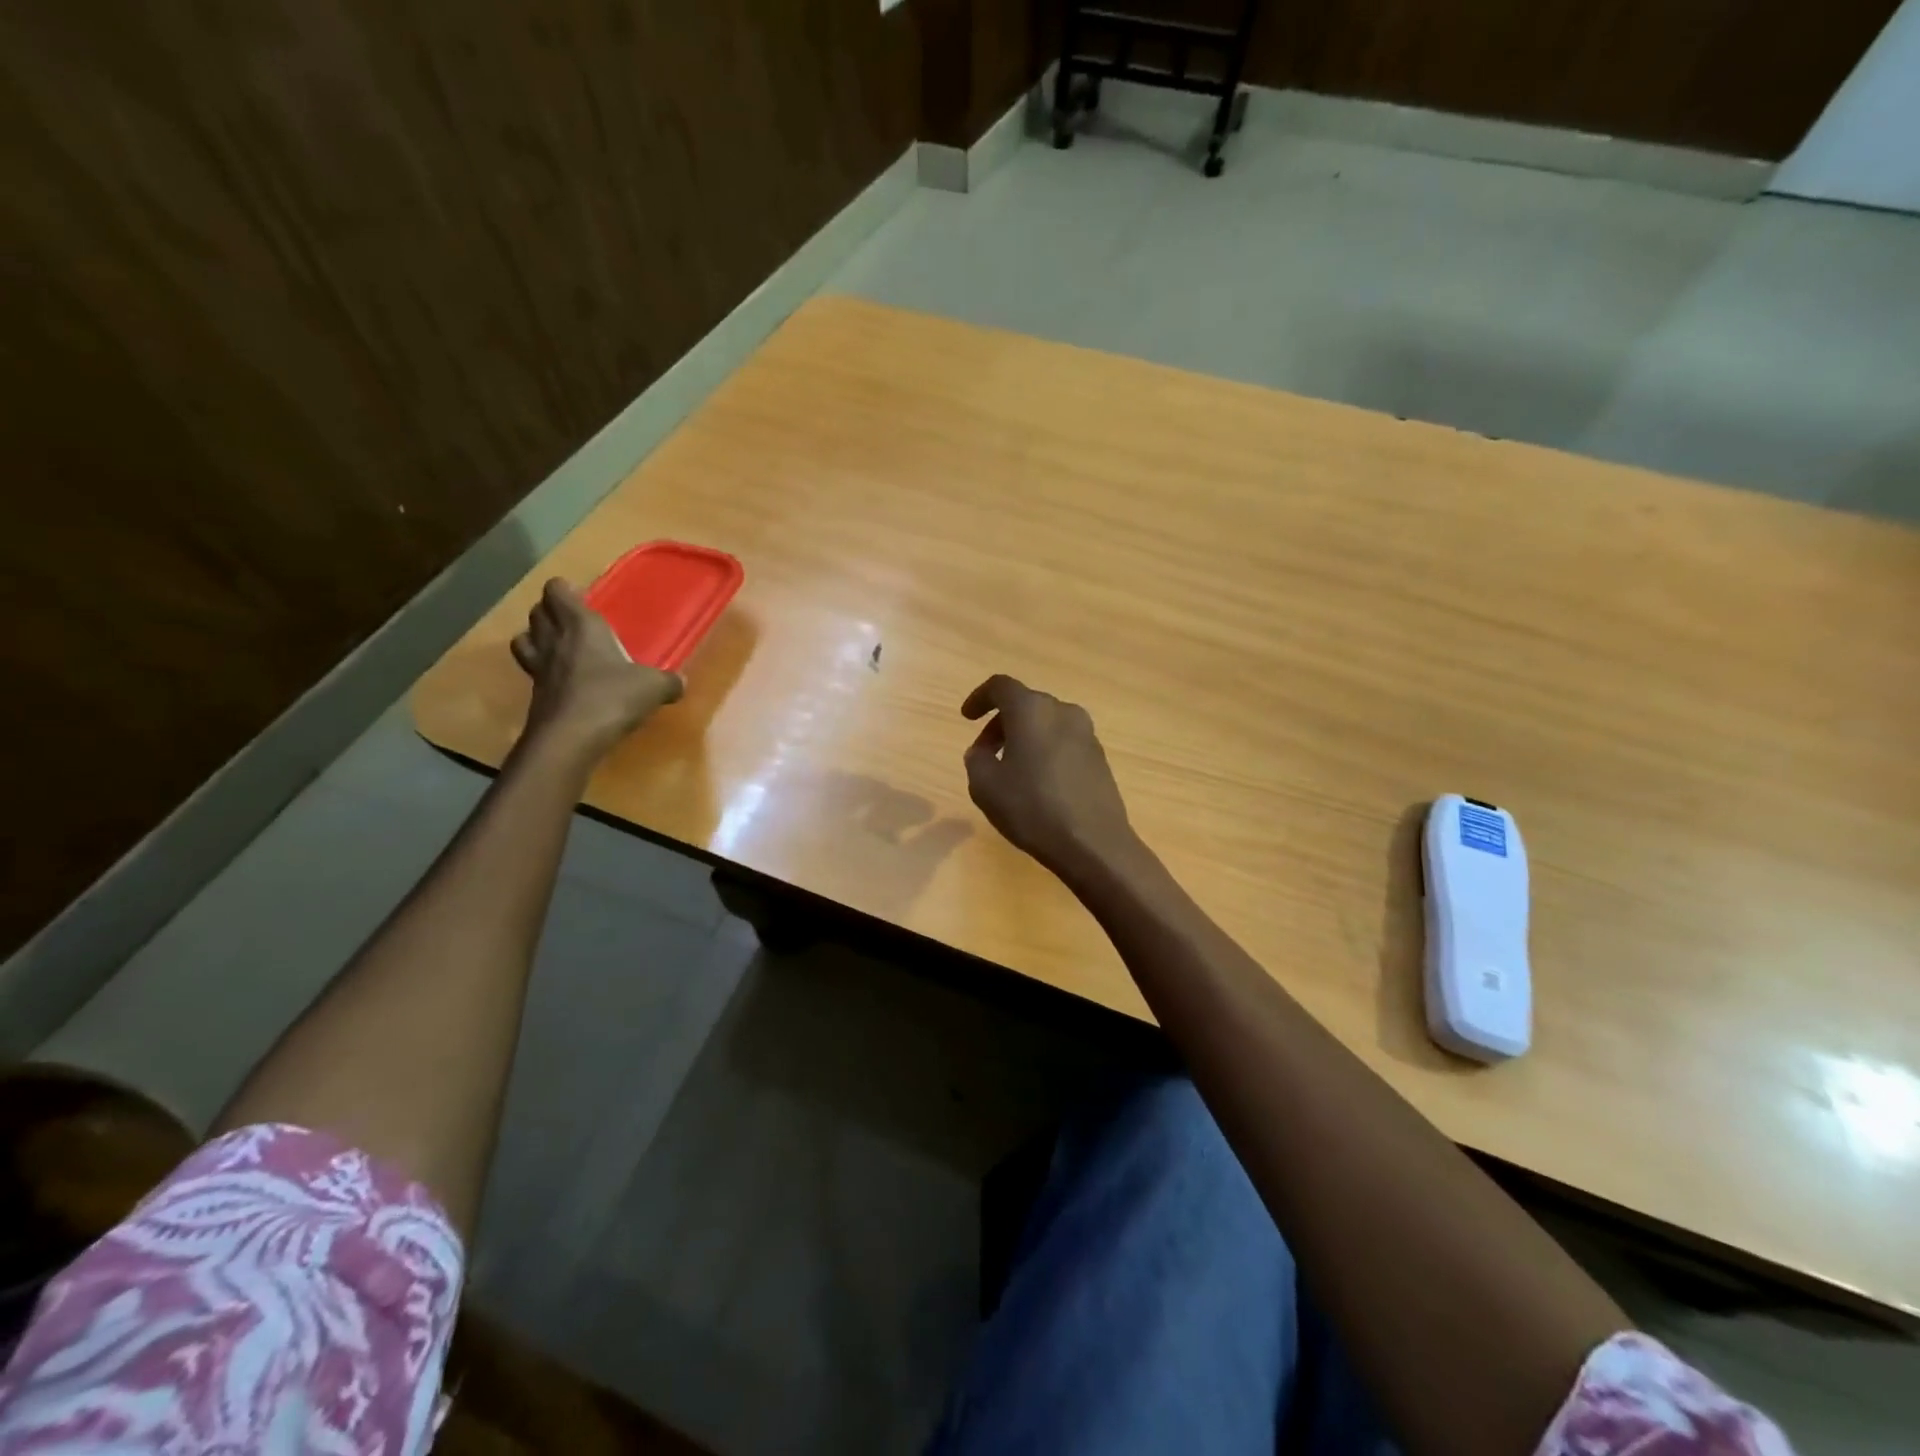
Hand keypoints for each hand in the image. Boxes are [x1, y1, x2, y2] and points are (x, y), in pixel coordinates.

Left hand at [510, 579, 682, 755]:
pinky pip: (532, 670)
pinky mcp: (534, 694)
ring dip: (537, 637)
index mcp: (581, 626)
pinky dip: (543, 670)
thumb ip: (668, 682)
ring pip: (524, 638)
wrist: (570, 738)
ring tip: (558, 646)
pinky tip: (564, 682)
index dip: (565, 591)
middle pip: (537, 612)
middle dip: (550, 611)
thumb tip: (681, 683)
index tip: (582, 598)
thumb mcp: (653, 688)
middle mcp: (554, 640)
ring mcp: (538, 667)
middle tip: (573, 621)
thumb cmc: (612, 698)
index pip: (557, 591)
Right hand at [961, 674, 1135, 877]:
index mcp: (1031, 710)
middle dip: (1001, 723)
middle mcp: (1062, 711)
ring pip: (1046, 723)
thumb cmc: (1032, 808)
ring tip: (1010, 771)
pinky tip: (1038, 783)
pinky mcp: (1099, 757)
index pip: (1000, 686)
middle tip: (985, 752)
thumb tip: (982, 751)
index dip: (979, 698)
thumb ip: (976, 760)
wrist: (1093, 843)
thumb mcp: (985, 786)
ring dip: (1024, 738)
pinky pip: (1063, 742)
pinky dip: (1045, 751)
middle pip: (1025, 704)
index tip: (967, 718)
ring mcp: (1086, 734)